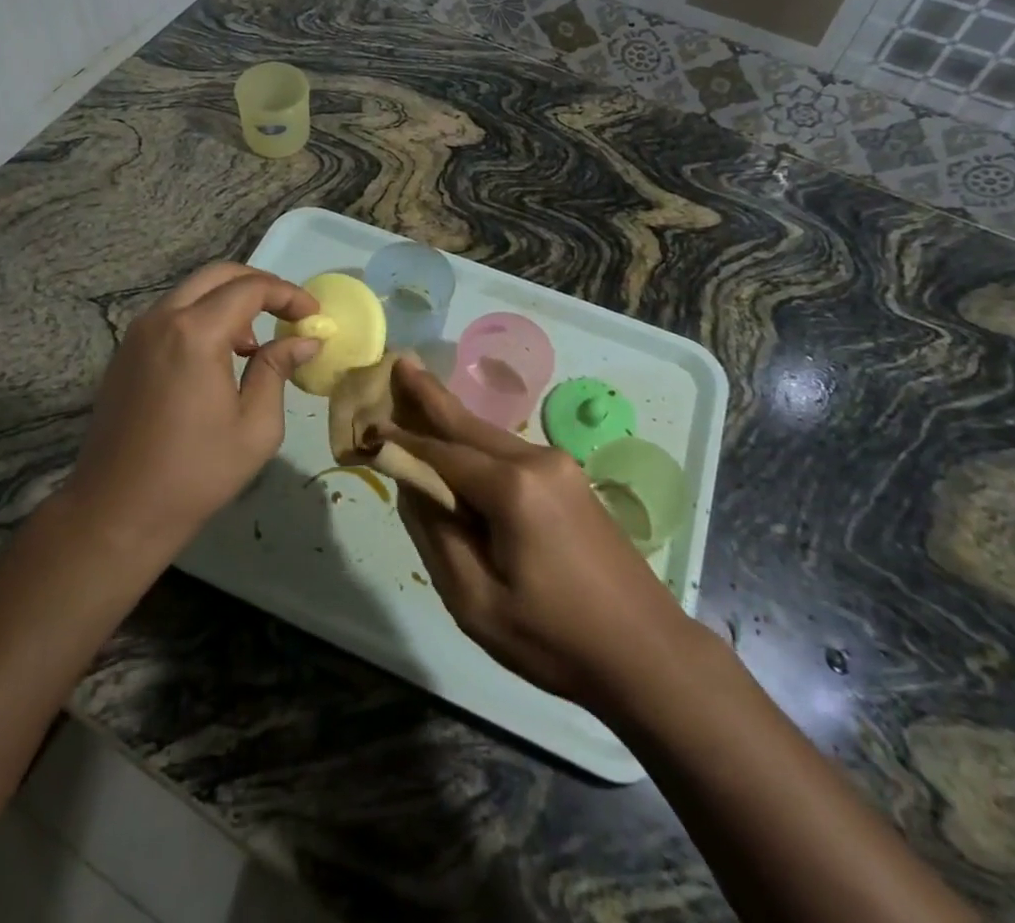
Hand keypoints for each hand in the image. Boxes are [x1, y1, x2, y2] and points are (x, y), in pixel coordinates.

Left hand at [68, 263, 318, 549]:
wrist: (117, 511)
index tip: (313, 315)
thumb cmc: (195, 474)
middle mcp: (162, 320)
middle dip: (259, 285)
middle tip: (289, 311)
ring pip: (192, 292)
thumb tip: (304, 341)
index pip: (249, 289)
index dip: (287, 294)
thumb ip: (277, 371)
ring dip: (229, 301)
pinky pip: (172, 314)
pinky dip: (203, 317)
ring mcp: (138, 333)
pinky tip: (220, 356)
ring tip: (255, 342)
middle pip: (217, 276)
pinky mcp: (126, 352)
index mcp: (195, 334)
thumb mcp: (255, 427)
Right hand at [382, 359, 684, 709]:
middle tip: (400, 363)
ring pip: (492, 437)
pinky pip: (512, 454)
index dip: (402, 441)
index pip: (441, 454)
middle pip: (469, 426)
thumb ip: (438, 536)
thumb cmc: (554, 638)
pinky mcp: (571, 480)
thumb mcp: (477, 602)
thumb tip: (413, 486)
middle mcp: (537, 461)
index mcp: (512, 489)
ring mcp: (560, 466)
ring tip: (420, 392)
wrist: (646, 652)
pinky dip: (479, 445)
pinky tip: (463, 445)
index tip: (367, 423)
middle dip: (430, 397)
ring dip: (454, 421)